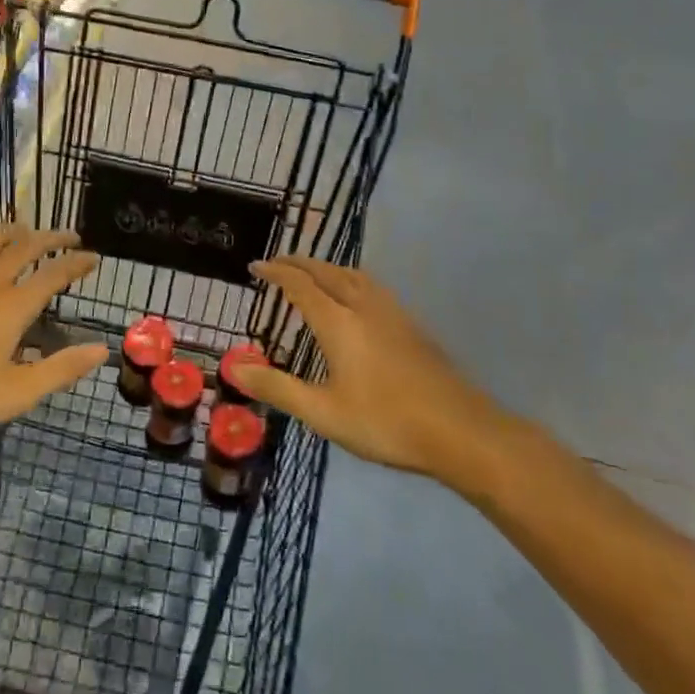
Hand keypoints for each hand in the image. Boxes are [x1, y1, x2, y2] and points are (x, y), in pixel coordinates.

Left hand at [0, 227, 107, 449]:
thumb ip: (60, 369)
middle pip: (25, 245)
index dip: (77, 262)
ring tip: (27, 231)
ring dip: (16, 231)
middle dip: (52, 237)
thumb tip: (101, 349)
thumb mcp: (13, 394)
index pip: (54, 273)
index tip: (94, 257)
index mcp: (12, 305)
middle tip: (70, 236)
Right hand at [233, 256, 524, 493]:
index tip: (256, 266)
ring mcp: (392, 313)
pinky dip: (350, 279)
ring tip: (313, 273)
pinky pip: (372, 286)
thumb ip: (277, 388)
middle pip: (327, 272)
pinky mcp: (412, 325)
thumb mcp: (322, 413)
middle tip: (278, 262)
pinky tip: (356, 299)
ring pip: (354, 275)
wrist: (460, 431)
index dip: (276, 272)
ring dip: (327, 267)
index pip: (300, 285)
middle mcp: (364, 307)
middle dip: (300, 263)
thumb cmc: (385, 422)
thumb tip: (234, 368)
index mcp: (338, 322)